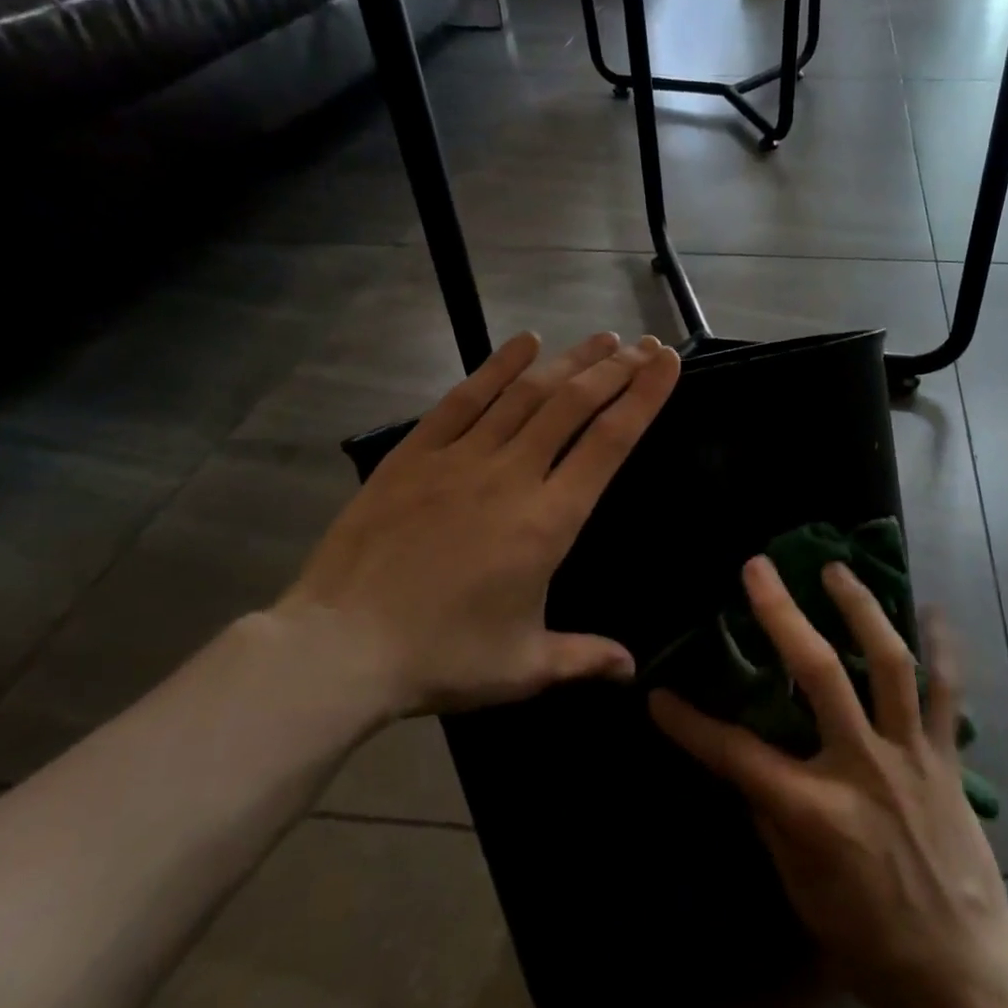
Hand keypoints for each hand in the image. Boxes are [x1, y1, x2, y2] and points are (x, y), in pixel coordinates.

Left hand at [279, 330, 680, 717]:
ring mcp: (460, 459)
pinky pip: (463, 398)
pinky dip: (497, 366)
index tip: (667, 364)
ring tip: (603, 338)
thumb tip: (632, 669)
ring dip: (569, 361)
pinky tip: (524, 343)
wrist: (340, 648)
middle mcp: (512, 476)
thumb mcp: (524, 667)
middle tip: (645, 345)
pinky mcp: (414, 455)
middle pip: (574, 405)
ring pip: (526, 394)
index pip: (610, 443)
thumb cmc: (442, 657)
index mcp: (548, 521)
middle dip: (616, 370)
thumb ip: (584, 659)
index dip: (644, 398)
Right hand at [650, 558, 1007, 1007]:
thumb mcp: (800, 891)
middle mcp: (863, 766)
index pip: (737, 755)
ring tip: (836, 568)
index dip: (691, 725)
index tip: (658, 694)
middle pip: (819, 673)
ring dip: (860, 607)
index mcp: (816, 811)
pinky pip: (947, 690)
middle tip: (758, 568)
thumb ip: (773, 819)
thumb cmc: (870, 943)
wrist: (964, 971)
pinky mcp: (947, 757)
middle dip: (782, 614)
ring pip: (888, 662)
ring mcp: (910, 754)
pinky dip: (943, 646)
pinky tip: (933, 609)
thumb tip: (751, 766)